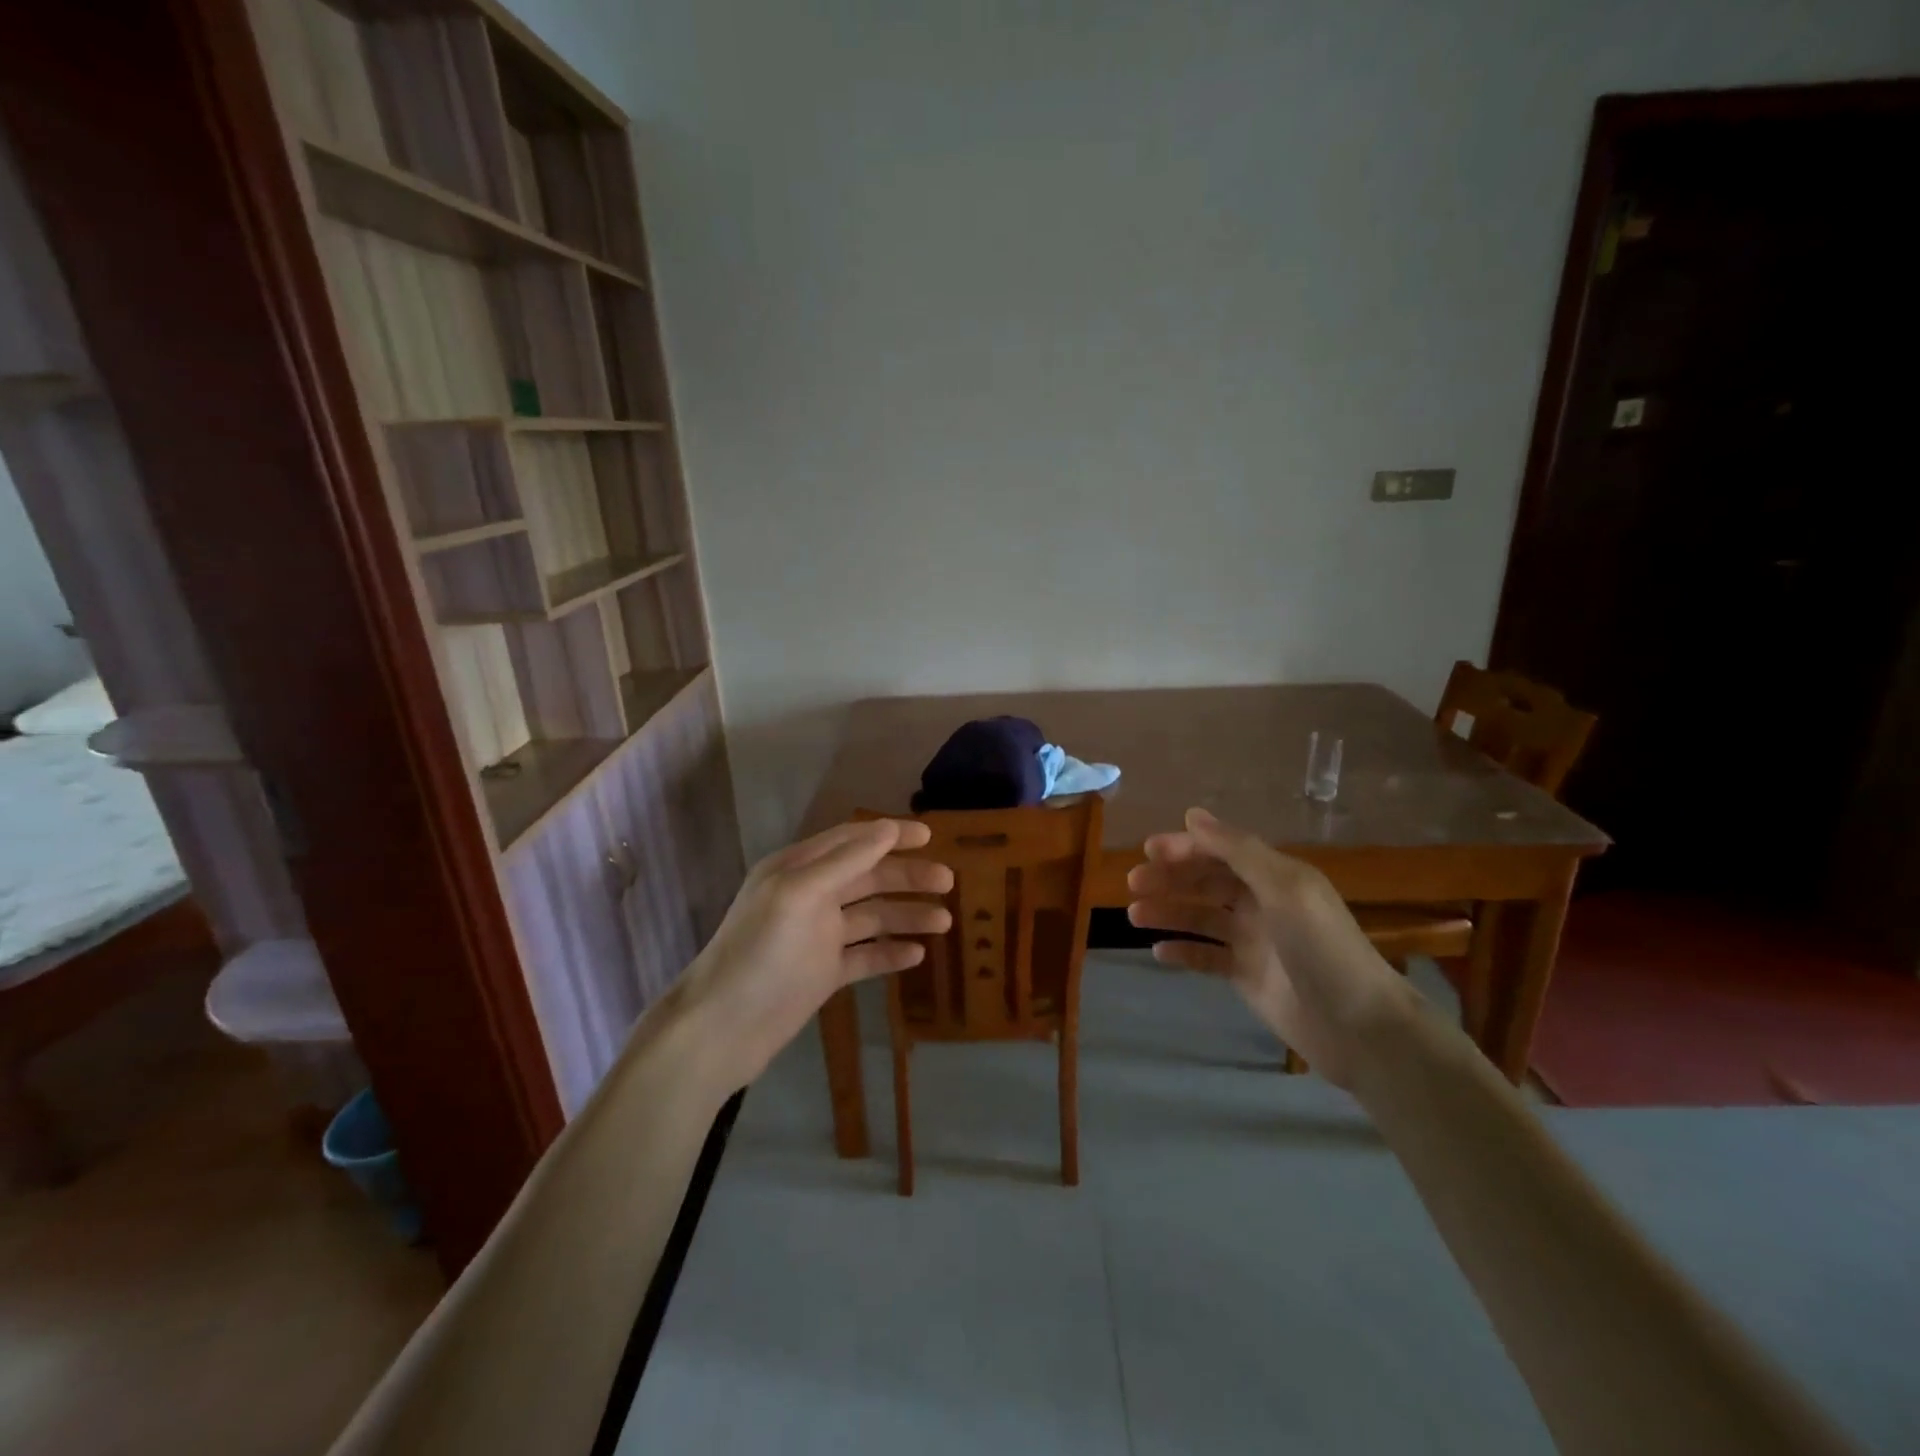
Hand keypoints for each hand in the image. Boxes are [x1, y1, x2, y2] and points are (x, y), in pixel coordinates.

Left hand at [676, 818, 953, 1087]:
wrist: (721, 1030)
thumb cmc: (759, 954)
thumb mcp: (799, 896)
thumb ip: (844, 861)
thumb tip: (887, 828)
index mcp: (798, 870)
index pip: (852, 841)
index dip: (891, 835)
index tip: (930, 836)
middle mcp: (810, 897)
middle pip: (868, 877)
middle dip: (907, 876)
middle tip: (948, 882)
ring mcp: (817, 937)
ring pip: (871, 917)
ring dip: (906, 915)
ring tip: (944, 922)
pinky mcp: (823, 973)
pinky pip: (865, 956)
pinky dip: (890, 953)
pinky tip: (917, 955)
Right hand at [1126, 807, 1411, 1087]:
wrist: (1359, 1026)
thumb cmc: (1321, 947)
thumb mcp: (1283, 887)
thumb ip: (1237, 850)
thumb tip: (1192, 815)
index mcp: (1275, 875)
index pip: (1221, 851)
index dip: (1185, 847)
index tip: (1148, 852)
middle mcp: (1262, 902)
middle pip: (1206, 882)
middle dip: (1169, 879)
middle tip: (1133, 884)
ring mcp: (1254, 940)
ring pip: (1201, 917)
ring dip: (1168, 912)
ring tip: (1133, 915)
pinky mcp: (1247, 975)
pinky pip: (1207, 956)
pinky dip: (1183, 951)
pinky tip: (1158, 951)